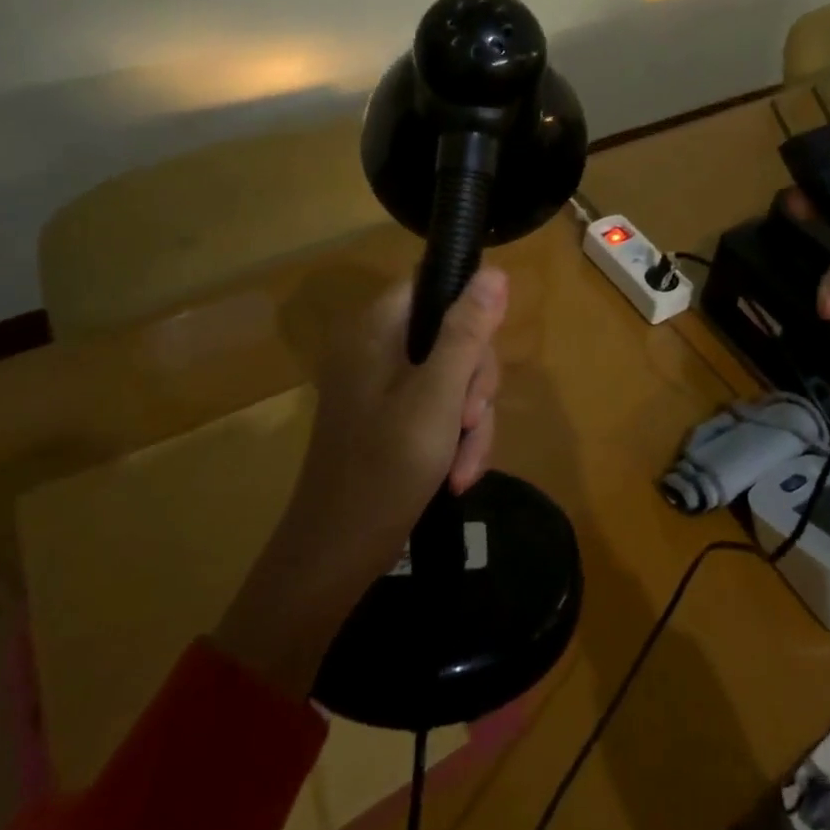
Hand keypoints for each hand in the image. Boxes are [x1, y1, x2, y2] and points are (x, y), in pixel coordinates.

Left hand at [214, 268, 508, 694]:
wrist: (333, 558)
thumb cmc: (385, 469)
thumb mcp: (438, 397)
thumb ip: (467, 332)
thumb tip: (495, 271)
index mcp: (378, 329)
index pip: (435, 286)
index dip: (471, 312)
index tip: (482, 360)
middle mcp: (378, 348)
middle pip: (453, 335)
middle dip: (475, 384)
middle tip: (471, 421)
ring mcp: (382, 385)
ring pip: (454, 377)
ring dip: (470, 421)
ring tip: (464, 467)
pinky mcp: (389, 417)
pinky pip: (439, 408)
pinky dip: (454, 438)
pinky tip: (457, 475)